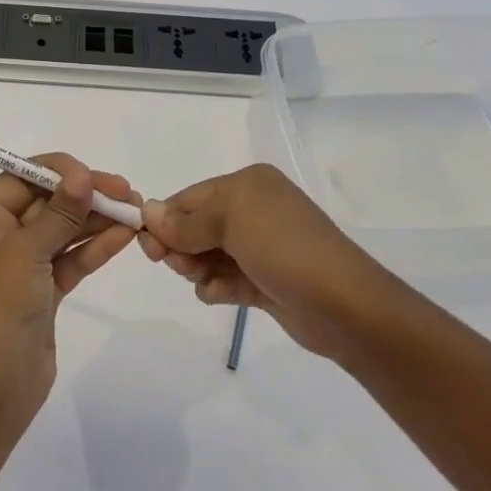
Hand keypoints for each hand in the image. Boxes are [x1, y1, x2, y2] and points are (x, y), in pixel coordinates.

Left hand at [0, 154, 139, 437]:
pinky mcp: (43, 293)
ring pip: (62, 232)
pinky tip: (125, 235)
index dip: (57, 172)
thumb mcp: (26, 252)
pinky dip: (95, 247)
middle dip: (84, 195)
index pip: (19, 179)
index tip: (92, 174)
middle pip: (45, 203)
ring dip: (96, 220)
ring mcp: (23, 268)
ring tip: (135, 211)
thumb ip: (58, 213)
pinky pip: (71, 260)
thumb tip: (81, 175)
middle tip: (127, 192)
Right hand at [140, 164, 393, 365]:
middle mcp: (254, 210)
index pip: (190, 197)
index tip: (147, 247)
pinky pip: (225, 279)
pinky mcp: (265, 281)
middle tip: (177, 266)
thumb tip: (146, 210)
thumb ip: (185, 221)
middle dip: (181, 246)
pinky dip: (217, 287)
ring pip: (207, 255)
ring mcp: (260, 248)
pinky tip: (222, 295)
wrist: (343, 305)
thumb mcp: (231, 221)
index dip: (165, 219)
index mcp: (248, 185)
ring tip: (204, 280)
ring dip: (197, 268)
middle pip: (196, 226)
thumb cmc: (283, 247)